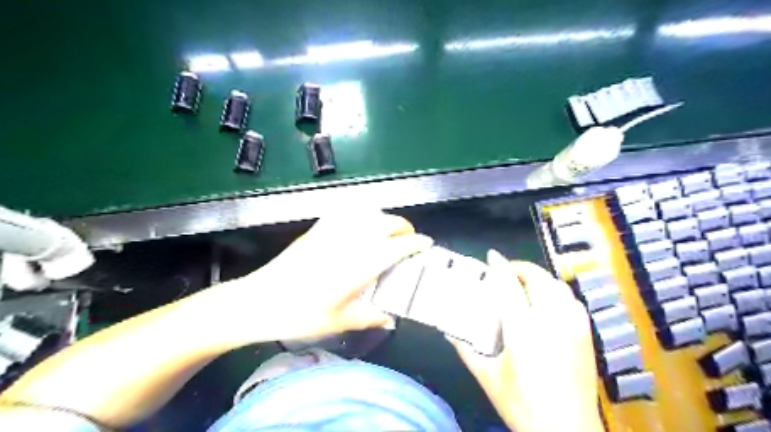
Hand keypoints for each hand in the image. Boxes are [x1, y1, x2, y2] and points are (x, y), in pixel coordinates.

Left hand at [205, 212, 431, 346]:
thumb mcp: (340, 321)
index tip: (427, 245)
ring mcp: (333, 231)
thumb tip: (390, 318)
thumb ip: (371, 316)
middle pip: (387, 222)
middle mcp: (351, 241)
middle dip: (404, 228)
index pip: (398, 246)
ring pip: (369, 212)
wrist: (260, 300)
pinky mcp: (317, 229)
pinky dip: (361, 213)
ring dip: (385, 219)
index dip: (417, 243)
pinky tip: (360, 223)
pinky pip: (345, 211)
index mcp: (361, 263)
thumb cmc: (301, 314)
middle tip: (408, 241)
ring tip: (388, 233)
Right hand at [453, 249, 602, 430]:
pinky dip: (558, 292)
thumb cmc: (522, 404)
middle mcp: (551, 321)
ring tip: (525, 283)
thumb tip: (448, 330)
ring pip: (558, 286)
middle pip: (538, 279)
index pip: (509, 287)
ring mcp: (572, 327)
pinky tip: (550, 301)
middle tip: (506, 270)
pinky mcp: (585, 336)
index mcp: (523, 330)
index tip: (491, 256)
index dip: (499, 267)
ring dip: (540, 278)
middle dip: (521, 267)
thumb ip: (466, 349)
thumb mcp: (488, 377)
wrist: (568, 431)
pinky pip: (573, 301)